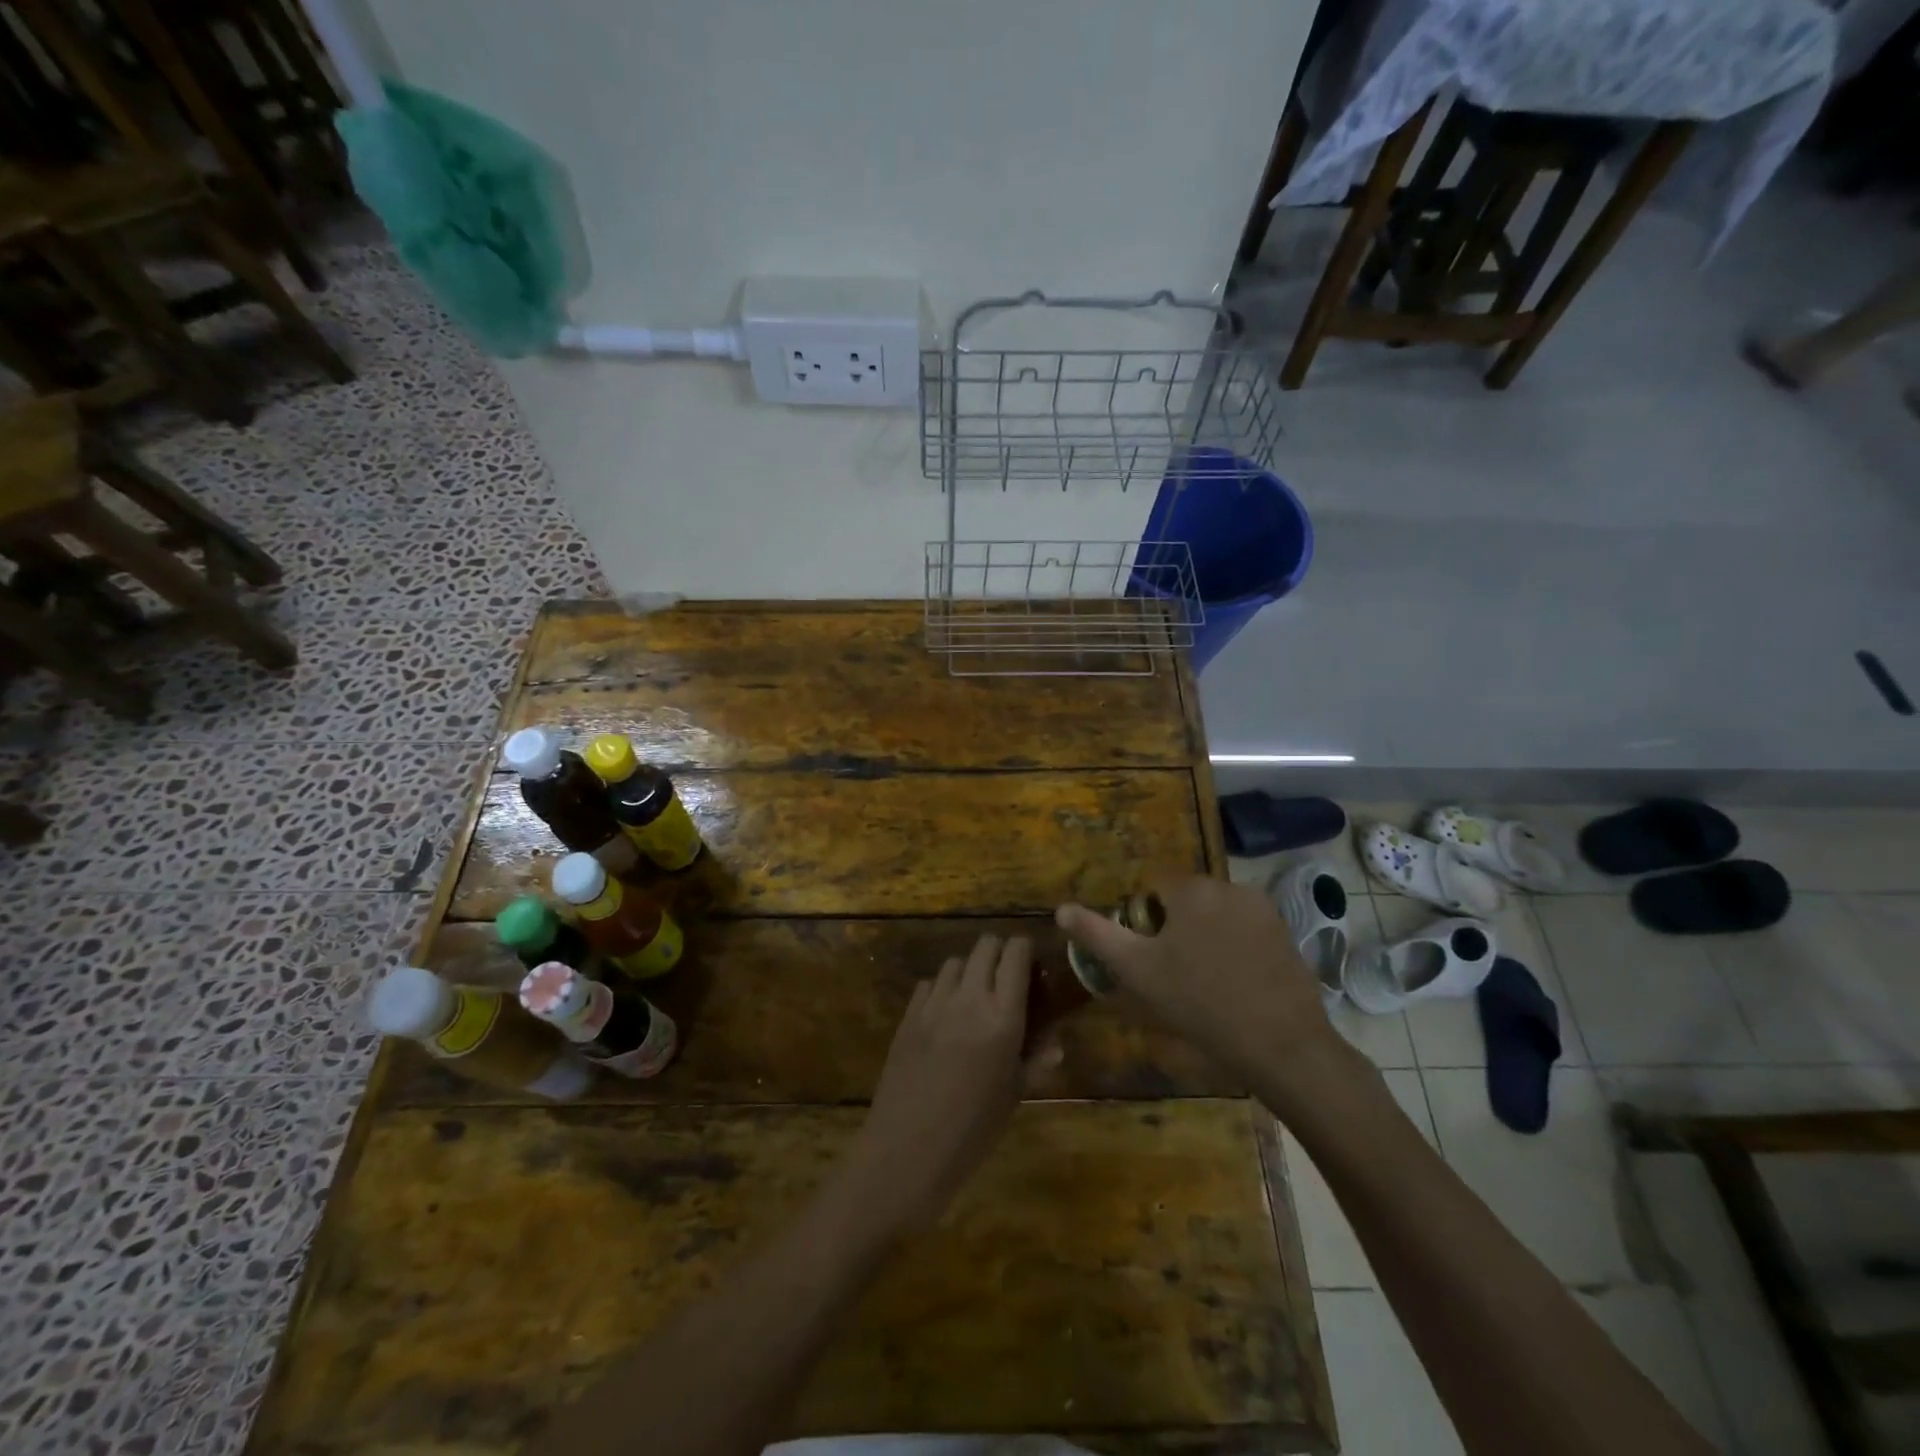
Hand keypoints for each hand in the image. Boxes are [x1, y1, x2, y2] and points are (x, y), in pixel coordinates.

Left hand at [844, 934, 1032, 1233]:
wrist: (907, 1152)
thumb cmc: (972, 1131)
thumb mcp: (1013, 1096)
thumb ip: (1035, 1060)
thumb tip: (1055, 1042)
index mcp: (1002, 1018)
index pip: (1015, 954)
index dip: (1024, 949)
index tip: (1030, 961)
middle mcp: (969, 999)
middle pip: (985, 946)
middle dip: (998, 953)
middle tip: (1006, 977)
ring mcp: (934, 1004)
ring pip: (955, 961)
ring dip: (969, 970)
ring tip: (974, 995)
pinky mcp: (908, 1015)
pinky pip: (929, 984)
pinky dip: (941, 989)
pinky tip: (944, 1015)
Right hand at [1055, 875, 1335, 1080]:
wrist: (1280, 1044)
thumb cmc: (1199, 1003)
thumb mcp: (1137, 971)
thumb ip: (1097, 935)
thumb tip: (1061, 909)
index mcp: (1192, 889)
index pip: (1155, 890)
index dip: (1147, 924)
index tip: (1152, 960)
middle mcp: (1229, 885)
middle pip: (1187, 900)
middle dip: (1177, 929)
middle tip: (1175, 975)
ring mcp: (1263, 908)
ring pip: (1216, 915)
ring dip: (1206, 936)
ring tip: (1207, 982)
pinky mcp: (1285, 932)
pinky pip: (1245, 929)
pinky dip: (1235, 946)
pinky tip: (1236, 983)